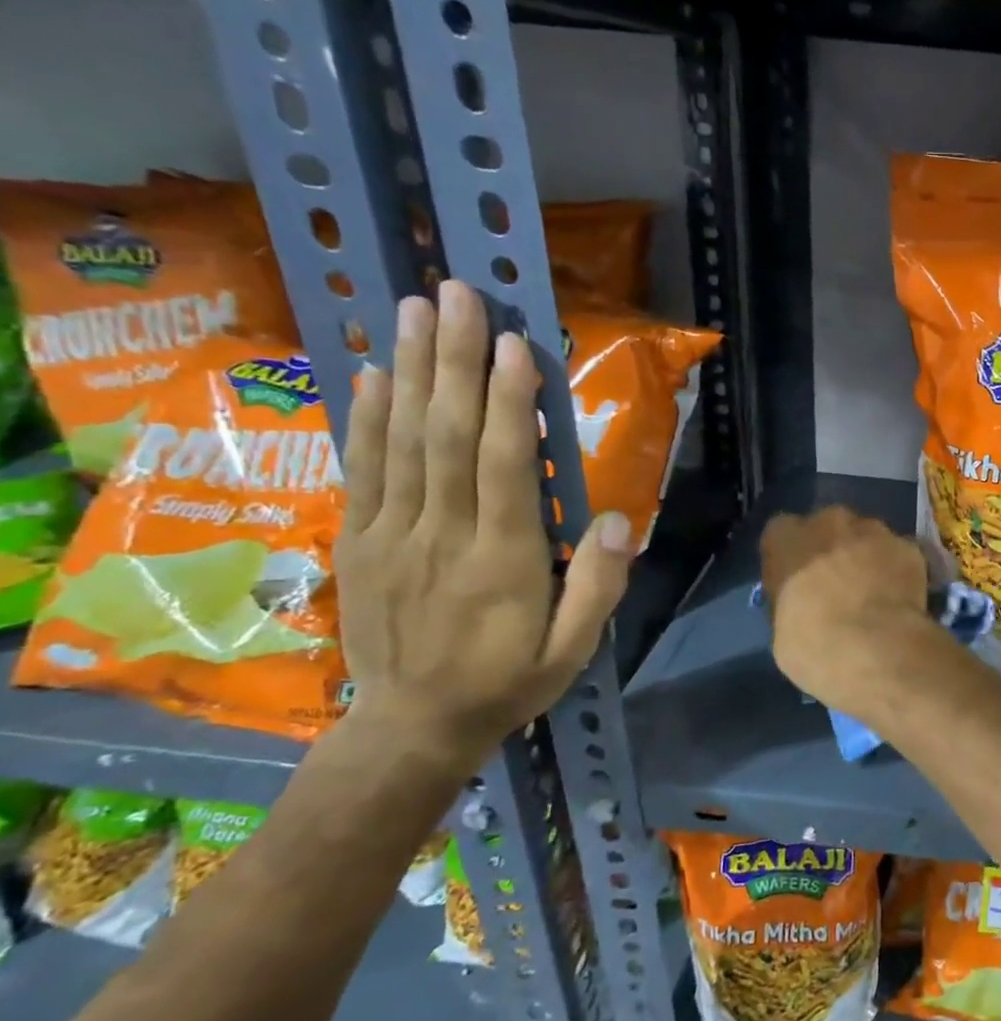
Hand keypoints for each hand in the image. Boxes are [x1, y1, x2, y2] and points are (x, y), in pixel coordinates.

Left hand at [334, 281, 633, 773]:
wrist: (412, 726)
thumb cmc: (508, 681)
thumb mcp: (573, 650)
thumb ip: (597, 586)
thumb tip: (617, 519)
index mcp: (503, 561)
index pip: (503, 468)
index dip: (507, 403)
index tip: (513, 343)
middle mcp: (444, 535)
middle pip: (447, 436)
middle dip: (455, 360)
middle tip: (459, 295)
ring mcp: (394, 534)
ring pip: (402, 440)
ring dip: (411, 369)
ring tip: (415, 308)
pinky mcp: (362, 539)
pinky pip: (364, 469)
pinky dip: (367, 417)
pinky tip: (376, 372)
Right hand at [759, 506, 932, 716]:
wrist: (875, 648)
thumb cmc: (813, 644)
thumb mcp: (781, 630)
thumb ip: (791, 603)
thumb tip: (804, 607)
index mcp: (786, 539)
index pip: (781, 533)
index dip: (791, 556)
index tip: (797, 580)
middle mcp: (829, 521)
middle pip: (829, 526)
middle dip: (832, 548)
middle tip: (838, 584)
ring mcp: (874, 530)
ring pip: (868, 535)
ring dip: (868, 556)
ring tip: (874, 592)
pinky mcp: (909, 547)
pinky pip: (900, 554)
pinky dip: (899, 570)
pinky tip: (900, 598)